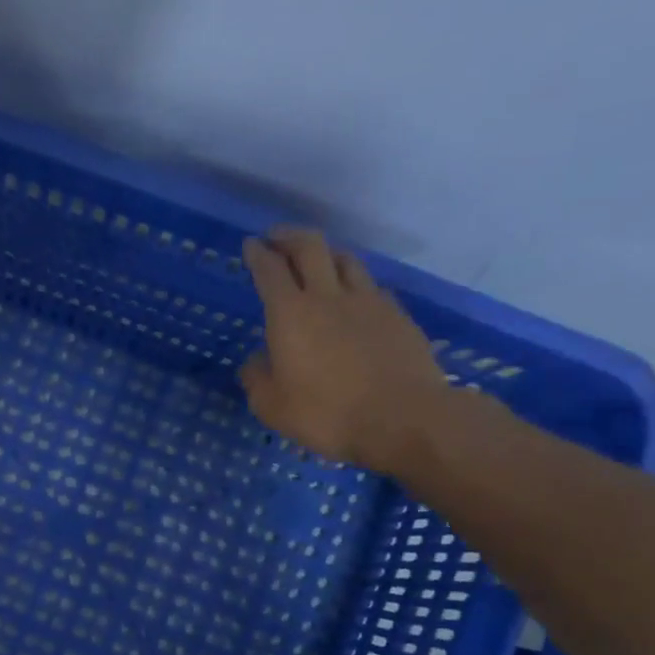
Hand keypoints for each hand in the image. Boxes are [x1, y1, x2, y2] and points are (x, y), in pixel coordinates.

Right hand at [240, 227, 452, 474]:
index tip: (250, 244)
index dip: (257, 254)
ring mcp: (368, 302)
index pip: (270, 270)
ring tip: (317, 257)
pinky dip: (355, 281)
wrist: (404, 419)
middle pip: (310, 248)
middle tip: (277, 236)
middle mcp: (328, 296)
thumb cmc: (327, 414)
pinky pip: (371, 285)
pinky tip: (354, 293)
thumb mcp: (272, 406)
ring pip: (345, 259)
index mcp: (290, 314)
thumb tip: (257, 360)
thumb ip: (257, 377)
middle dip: (289, 237)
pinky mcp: (397, 315)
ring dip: (326, 252)